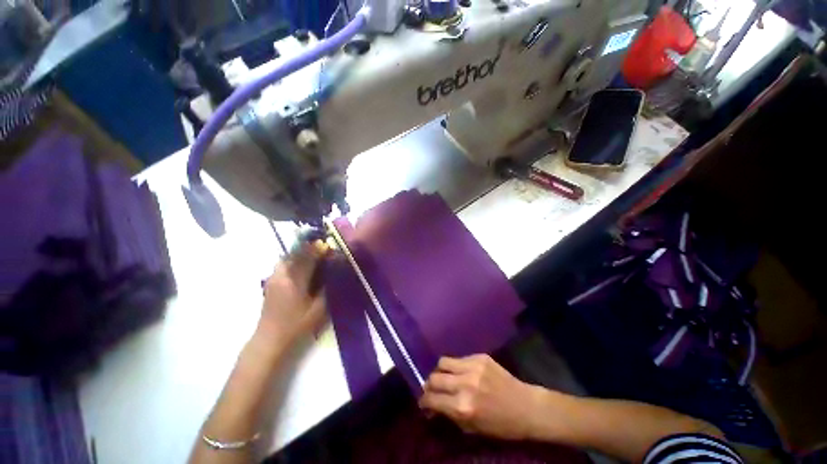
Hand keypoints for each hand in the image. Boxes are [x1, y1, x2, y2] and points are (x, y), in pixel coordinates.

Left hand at [256, 243, 326, 349]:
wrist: (269, 341)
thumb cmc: (296, 326)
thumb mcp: (318, 310)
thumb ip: (327, 289)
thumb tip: (335, 274)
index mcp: (294, 281)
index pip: (308, 258)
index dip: (319, 250)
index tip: (329, 245)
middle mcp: (281, 276)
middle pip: (295, 254)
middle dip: (309, 248)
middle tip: (321, 248)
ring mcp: (273, 279)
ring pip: (286, 259)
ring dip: (299, 253)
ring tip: (311, 255)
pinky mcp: (270, 284)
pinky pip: (282, 265)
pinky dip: (292, 260)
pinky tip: (300, 267)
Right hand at [418, 354, 542, 440]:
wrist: (526, 407)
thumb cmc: (500, 425)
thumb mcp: (472, 428)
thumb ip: (449, 415)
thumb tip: (432, 407)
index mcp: (463, 407)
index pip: (432, 398)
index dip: (423, 401)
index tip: (423, 403)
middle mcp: (465, 383)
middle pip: (434, 377)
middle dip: (429, 385)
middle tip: (433, 390)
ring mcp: (473, 366)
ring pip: (443, 361)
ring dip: (440, 371)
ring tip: (444, 377)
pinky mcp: (480, 356)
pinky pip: (459, 358)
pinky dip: (456, 367)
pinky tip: (462, 373)